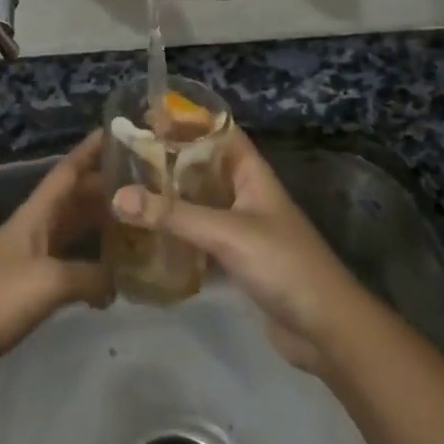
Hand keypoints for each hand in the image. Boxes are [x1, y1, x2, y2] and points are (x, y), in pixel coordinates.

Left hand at [0, 132, 114, 398]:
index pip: (68, 171)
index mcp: (35, 215)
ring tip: (138, 221)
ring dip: (101, 223)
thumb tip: (120, 282)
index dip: (91, 150)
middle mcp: (34, 229)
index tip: (121, 132)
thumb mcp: (48, 282)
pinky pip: (69, 263)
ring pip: (73, 230)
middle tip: (146, 183)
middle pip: (74, 198)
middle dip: (106, 187)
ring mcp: (30, 259)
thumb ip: (90, 276)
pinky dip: (92, 263)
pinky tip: (114, 274)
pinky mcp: (29, 288)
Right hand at [111, 130, 363, 371]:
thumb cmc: (283, 264)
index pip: (219, 132)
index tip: (148, 114)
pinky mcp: (236, 259)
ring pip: (199, 202)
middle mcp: (245, 194)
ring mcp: (242, 228)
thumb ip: (172, 215)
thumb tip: (117, 196)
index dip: (188, 119)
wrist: (326, 329)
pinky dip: (177, 233)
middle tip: (125, 154)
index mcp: (251, 173)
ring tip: (128, 188)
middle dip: (169, 159)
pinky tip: (146, 234)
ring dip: (170, 196)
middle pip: (204, 166)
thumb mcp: (226, 233)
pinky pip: (200, 236)